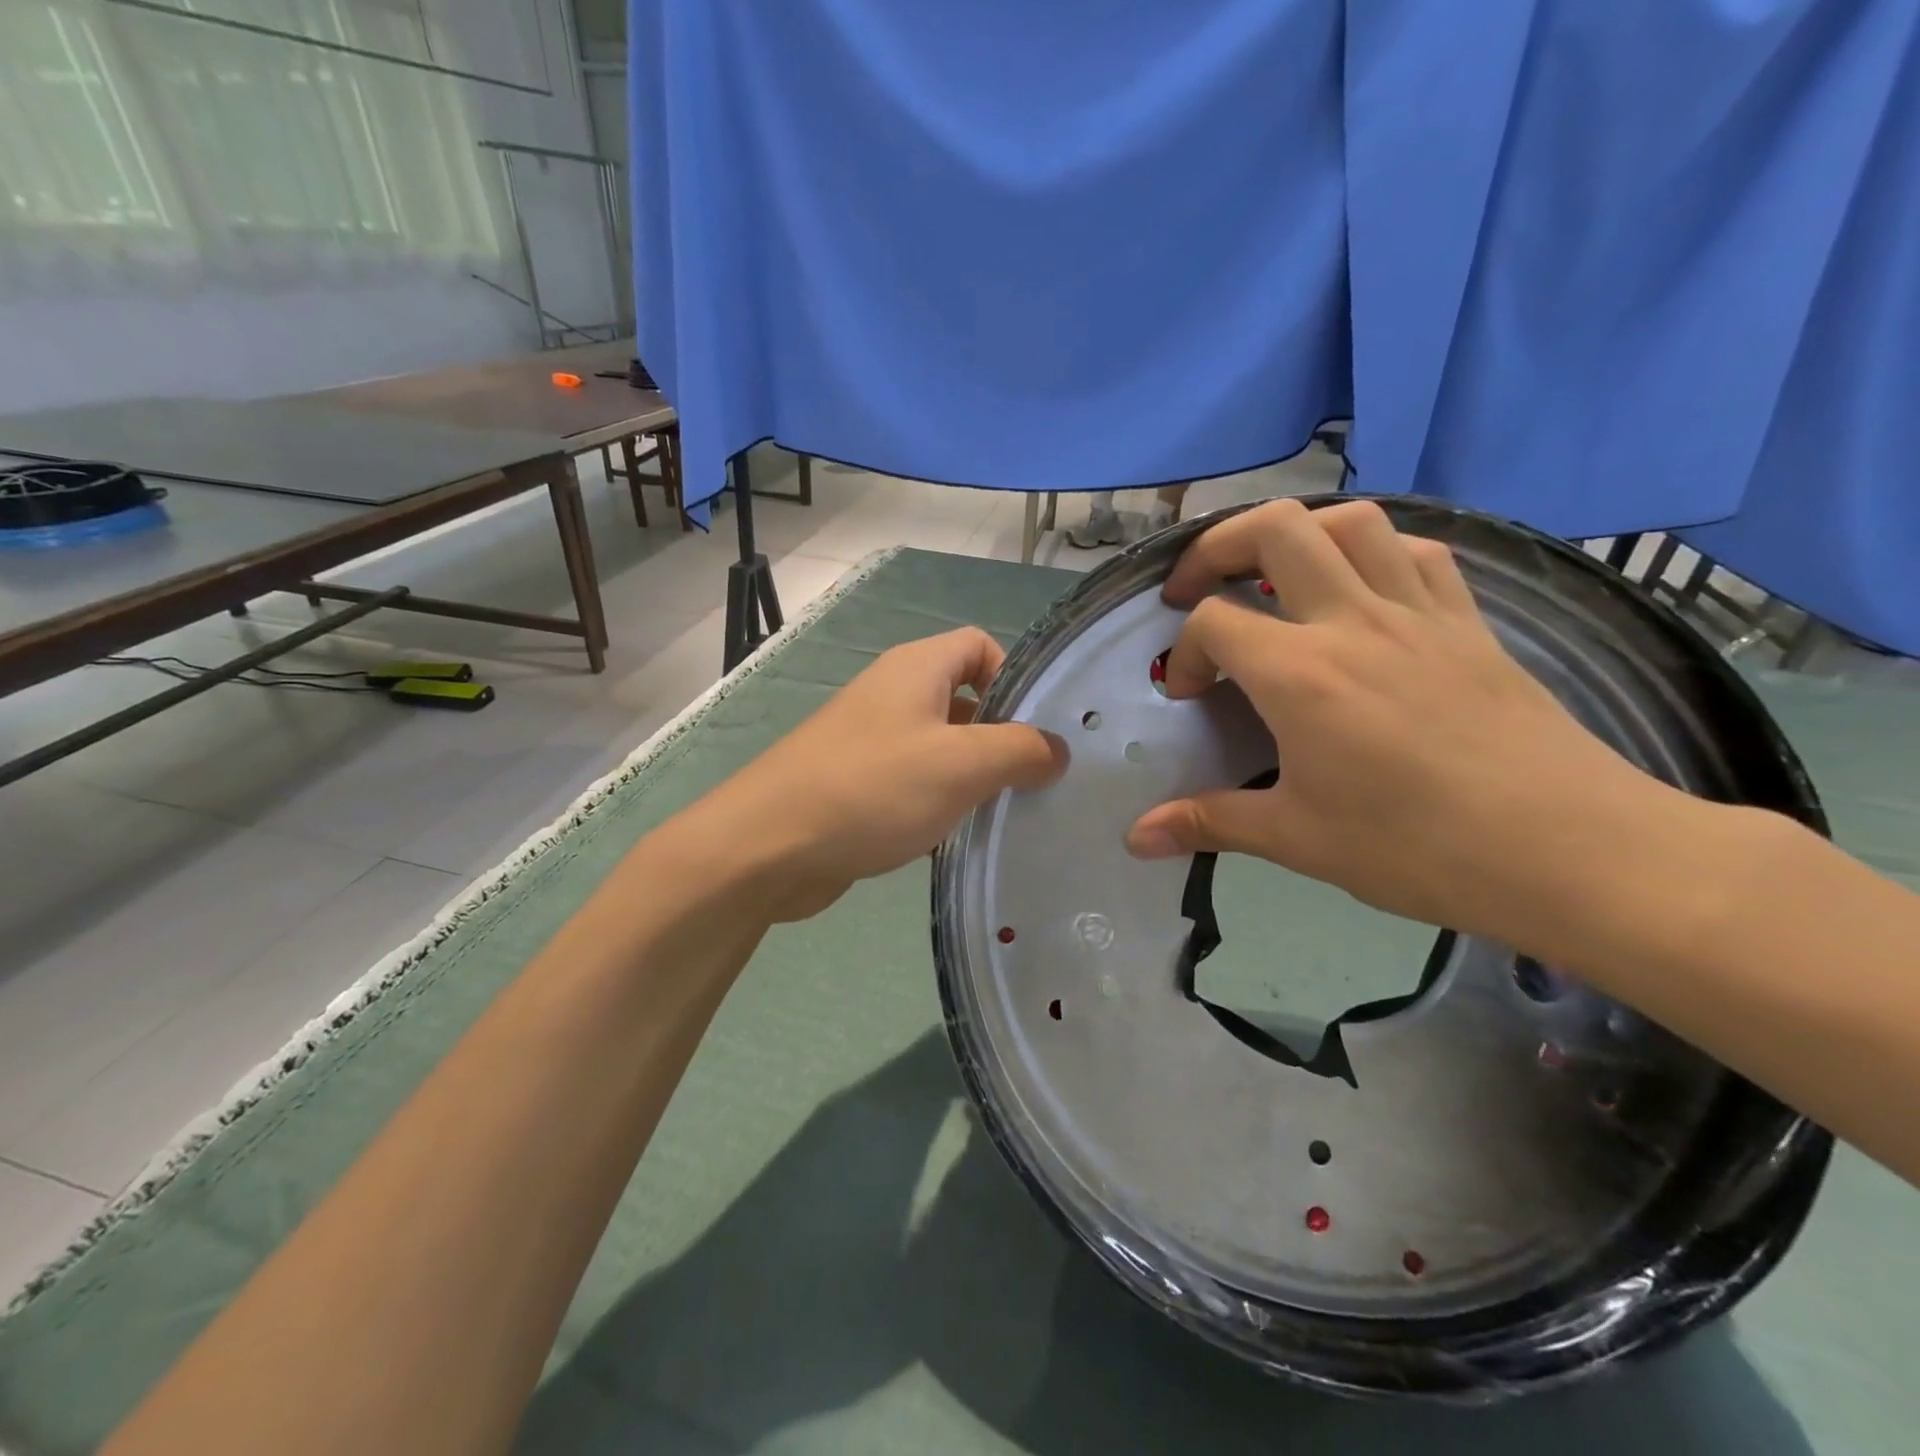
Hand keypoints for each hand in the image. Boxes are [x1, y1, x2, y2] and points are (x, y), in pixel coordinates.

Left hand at [705, 628, 1067, 920]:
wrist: (768, 846)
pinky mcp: (858, 784)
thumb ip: (1021, 750)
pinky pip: (914, 782)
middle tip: (1034, 780)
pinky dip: (939, 803)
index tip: (1036, 729)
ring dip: (972, 776)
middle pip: (965, 697)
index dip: (1015, 676)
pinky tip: (955, 838)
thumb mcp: (961, 764)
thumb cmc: (872, 789)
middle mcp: (893, 694)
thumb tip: (1057, 750)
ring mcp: (871, 741)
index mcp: (917, 668)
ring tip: (1004, 813)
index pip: (981, 644)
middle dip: (1001, 735)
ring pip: (941, 746)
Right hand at [1125, 499, 1686, 946]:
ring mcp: (1419, 612)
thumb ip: (1208, 823)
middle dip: (1218, 546)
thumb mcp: (1297, 839)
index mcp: (1300, 674)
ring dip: (1297, 533)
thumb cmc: (1418, 849)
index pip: (1214, 623)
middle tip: (1199, 587)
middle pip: (1273, 529)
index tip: (1188, 695)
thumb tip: (1136, 838)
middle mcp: (1353, 620)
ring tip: (1274, 576)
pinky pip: (1417, 552)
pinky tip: (1361, 591)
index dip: (1183, 653)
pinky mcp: (1469, 622)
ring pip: (1350, 521)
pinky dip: (1375, 552)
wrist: (1572, 853)